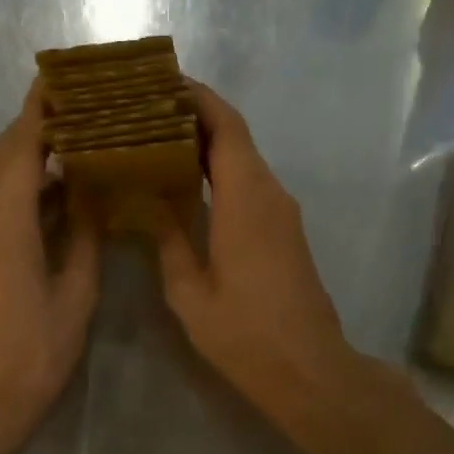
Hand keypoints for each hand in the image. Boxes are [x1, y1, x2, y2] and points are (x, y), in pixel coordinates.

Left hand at [0, 82, 99, 449]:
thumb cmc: (36, 350)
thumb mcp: (76, 292)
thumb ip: (83, 234)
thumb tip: (91, 191)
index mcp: (5, 224)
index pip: (21, 149)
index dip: (39, 112)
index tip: (61, 80)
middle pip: (0, 153)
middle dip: (32, 125)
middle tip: (75, 108)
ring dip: (27, 154)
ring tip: (73, 141)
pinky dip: (22, 184)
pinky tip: (57, 189)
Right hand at [153, 82, 357, 417]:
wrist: (308, 370)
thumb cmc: (245, 333)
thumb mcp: (190, 291)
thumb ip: (168, 239)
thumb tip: (148, 203)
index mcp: (246, 199)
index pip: (227, 126)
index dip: (198, 98)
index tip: (161, 83)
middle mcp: (270, 194)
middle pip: (235, 136)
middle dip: (194, 116)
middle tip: (145, 111)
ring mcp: (281, 212)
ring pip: (243, 159)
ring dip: (205, 144)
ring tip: (156, 140)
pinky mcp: (283, 230)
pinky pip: (249, 183)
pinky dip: (218, 171)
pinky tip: (185, 184)